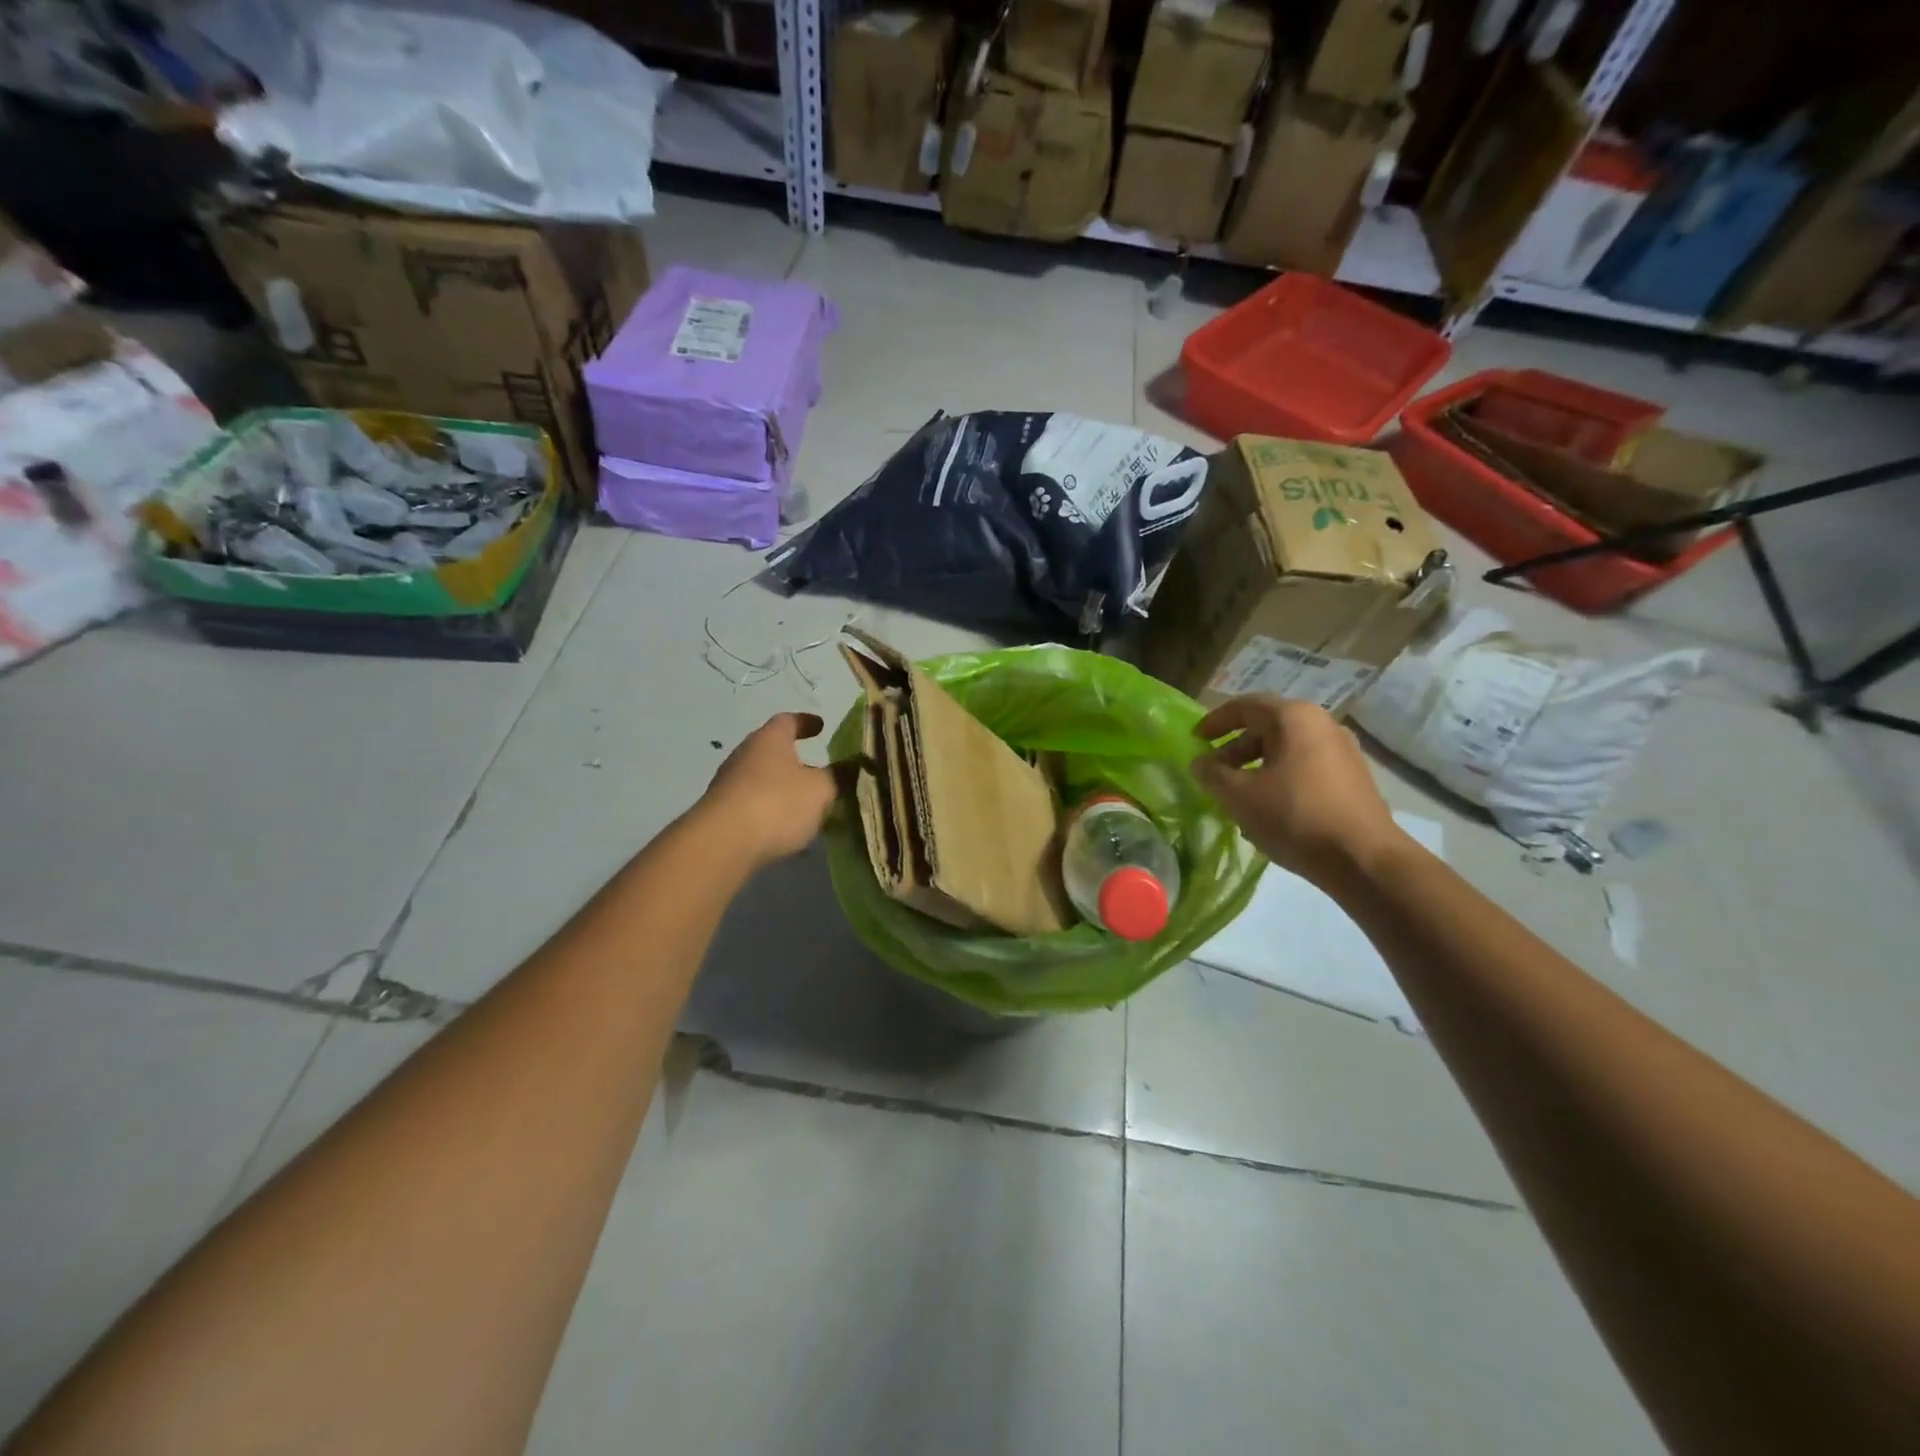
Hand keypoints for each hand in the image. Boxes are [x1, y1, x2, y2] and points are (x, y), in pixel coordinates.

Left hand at [698, 712, 837, 869]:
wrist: (723, 843)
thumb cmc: (777, 803)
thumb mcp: (821, 789)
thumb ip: (838, 777)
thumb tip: (852, 766)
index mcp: (769, 739)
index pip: (788, 720)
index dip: (806, 722)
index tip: (820, 726)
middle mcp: (745, 755)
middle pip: (773, 751)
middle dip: (796, 760)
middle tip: (820, 771)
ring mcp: (729, 784)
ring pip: (764, 780)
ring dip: (784, 789)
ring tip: (808, 806)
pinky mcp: (722, 813)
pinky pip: (754, 806)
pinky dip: (772, 812)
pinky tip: (787, 830)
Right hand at [1191, 696, 1406, 885]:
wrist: (1364, 859)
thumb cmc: (1294, 816)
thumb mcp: (1240, 796)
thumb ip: (1212, 774)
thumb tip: (1199, 763)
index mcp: (1294, 718)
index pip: (1244, 706)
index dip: (1214, 721)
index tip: (1195, 739)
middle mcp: (1322, 724)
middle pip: (1267, 727)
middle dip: (1234, 748)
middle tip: (1212, 772)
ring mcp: (1342, 751)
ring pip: (1286, 749)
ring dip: (1256, 765)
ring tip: (1236, 794)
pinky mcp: (1352, 777)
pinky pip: (1305, 767)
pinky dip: (1279, 777)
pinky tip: (1268, 807)